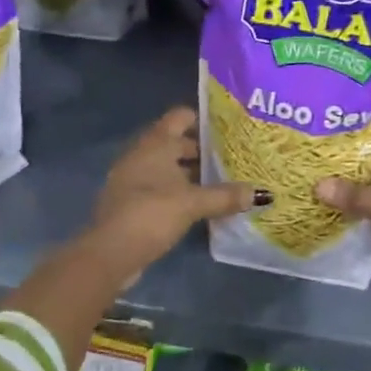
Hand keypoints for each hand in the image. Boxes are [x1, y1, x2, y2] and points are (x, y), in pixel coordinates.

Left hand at [86, 107, 260, 280]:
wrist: (109, 254)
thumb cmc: (151, 213)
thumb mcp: (193, 203)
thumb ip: (225, 196)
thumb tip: (261, 193)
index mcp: (156, 144)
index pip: (181, 117)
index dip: (203, 118)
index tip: (227, 127)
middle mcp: (142, 154)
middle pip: (176, 142)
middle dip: (201, 149)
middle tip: (231, 157)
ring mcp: (132, 178)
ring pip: (167, 166)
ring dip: (189, 172)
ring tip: (220, 181)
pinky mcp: (130, 201)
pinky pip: (159, 186)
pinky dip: (177, 190)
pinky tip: (196, 204)